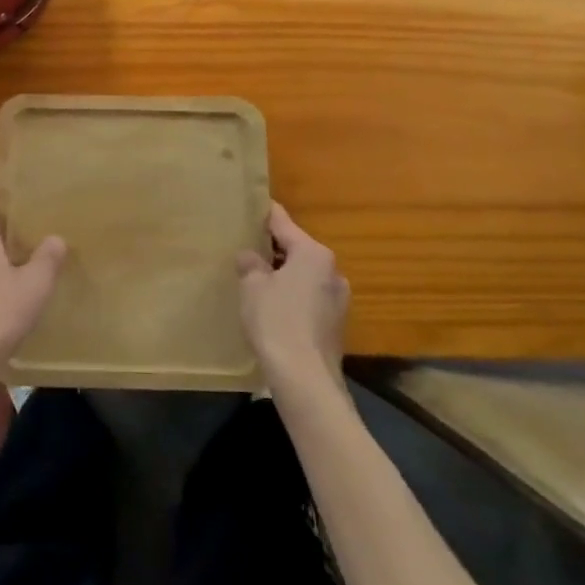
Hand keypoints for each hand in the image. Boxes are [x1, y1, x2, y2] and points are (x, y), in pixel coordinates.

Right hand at [237, 202, 348, 395]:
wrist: (305, 380)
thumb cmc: (276, 321)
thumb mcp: (252, 286)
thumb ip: (251, 264)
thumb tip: (251, 257)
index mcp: (313, 253)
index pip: (283, 222)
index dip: (264, 214)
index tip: (251, 205)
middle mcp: (332, 270)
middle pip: (297, 249)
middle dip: (273, 249)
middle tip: (245, 248)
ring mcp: (338, 299)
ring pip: (304, 275)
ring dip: (283, 275)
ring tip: (256, 280)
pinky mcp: (336, 324)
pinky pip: (309, 298)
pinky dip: (292, 297)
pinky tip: (272, 308)